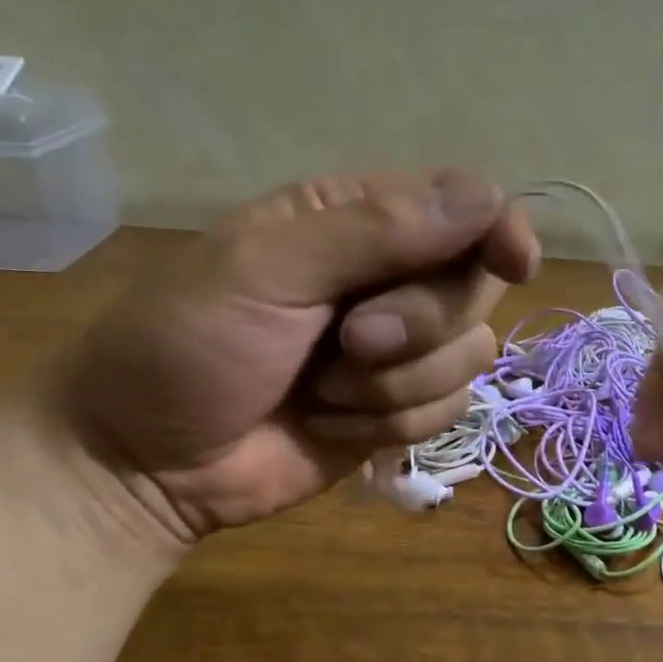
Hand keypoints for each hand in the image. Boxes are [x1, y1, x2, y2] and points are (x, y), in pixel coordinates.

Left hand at [63, 169, 537, 538]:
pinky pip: (451, 408)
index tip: (515, 261)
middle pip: (477, 286)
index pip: (466, 205)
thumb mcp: (264, 271)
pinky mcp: (405, 409)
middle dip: (419, 324)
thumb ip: (375, 230)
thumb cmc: (186, 345)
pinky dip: (392, 424)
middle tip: (350, 341)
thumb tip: (487, 199)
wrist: (147, 462)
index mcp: (357, 220)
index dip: (499, 229)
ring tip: (323, 391)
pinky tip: (332, 423)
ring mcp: (403, 349)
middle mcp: (393, 277)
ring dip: (397, 384)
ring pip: (470, 354)